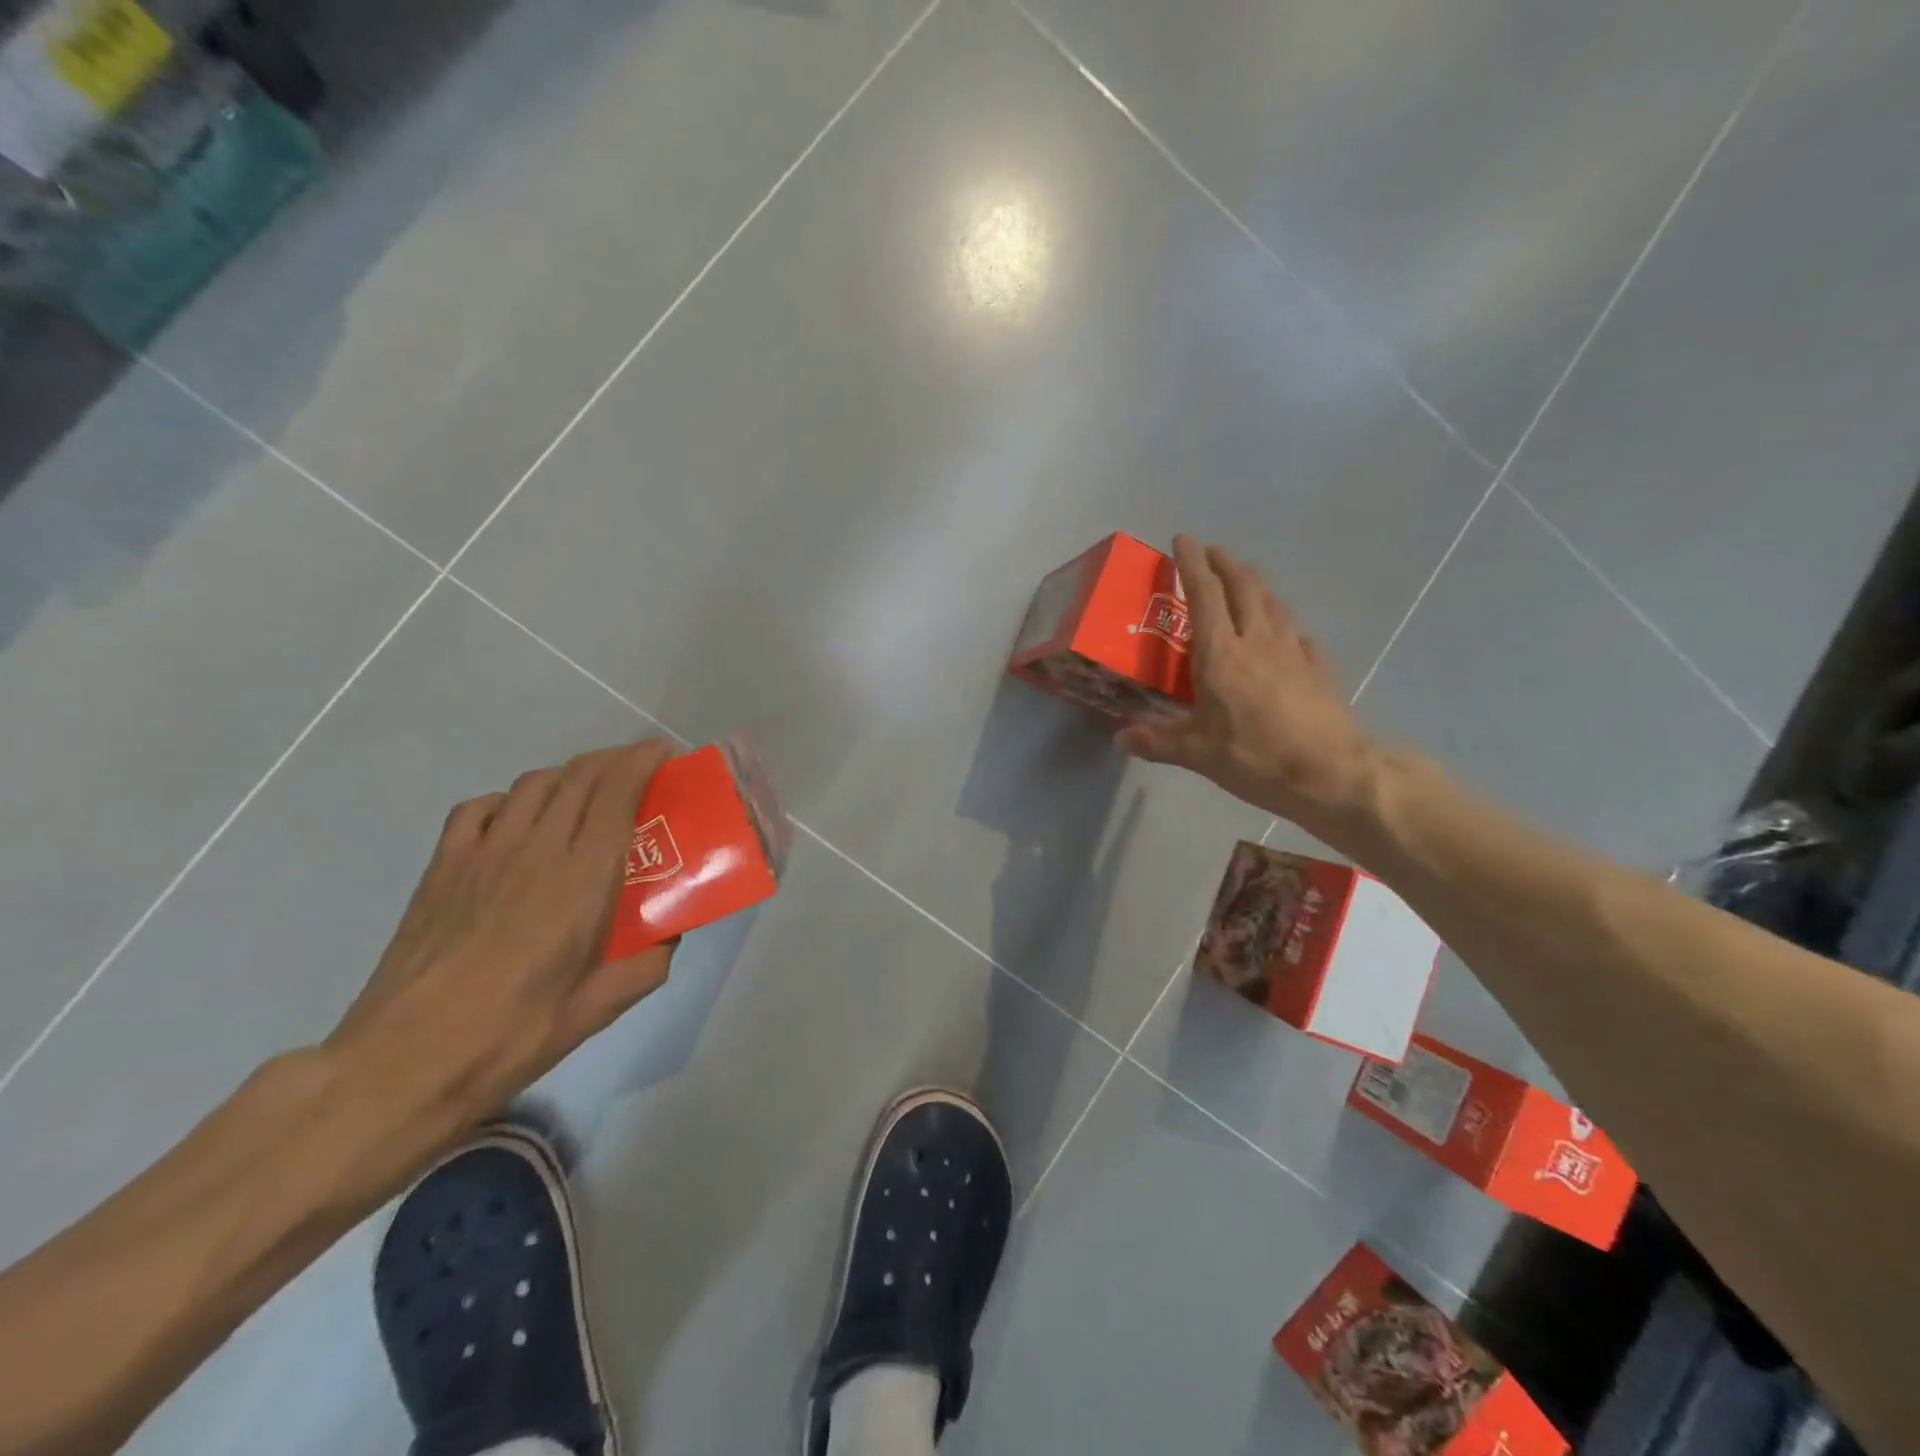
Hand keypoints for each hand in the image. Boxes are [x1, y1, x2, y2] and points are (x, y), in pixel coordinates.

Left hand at [323, 739, 676, 1145]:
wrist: (401, 1063)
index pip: (617, 792)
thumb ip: (644, 967)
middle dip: (615, 760)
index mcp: (582, 878)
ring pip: (534, 784)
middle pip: (579, 776)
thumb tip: (669, 939)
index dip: (643, 761)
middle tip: (639, 771)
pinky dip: (511, 798)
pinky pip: (481, 808)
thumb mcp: (596, 1010)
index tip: (665, 755)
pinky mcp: (443, 868)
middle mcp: (536, 849)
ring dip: (569, 774)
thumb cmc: (511, 1036)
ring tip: (587, 791)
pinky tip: (518, 819)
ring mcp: (483, 853)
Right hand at [1118, 536, 1378, 837]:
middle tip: (1214, 550)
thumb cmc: (1255, 757)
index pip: (1204, 596)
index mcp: (1221, 655)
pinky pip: (1298, 635)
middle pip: (1243, 589)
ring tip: (1246, 577)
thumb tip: (1121, 738)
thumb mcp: (1197, 754)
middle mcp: (1258, 642)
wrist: (1331, 773)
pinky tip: (1287, 633)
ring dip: (1256, 584)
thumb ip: (1158, 742)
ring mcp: (1294, 653)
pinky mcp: (1318, 670)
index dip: (1192, 565)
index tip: (1183, 540)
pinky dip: (1285, 625)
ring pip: (1273, 605)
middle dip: (1226, 564)